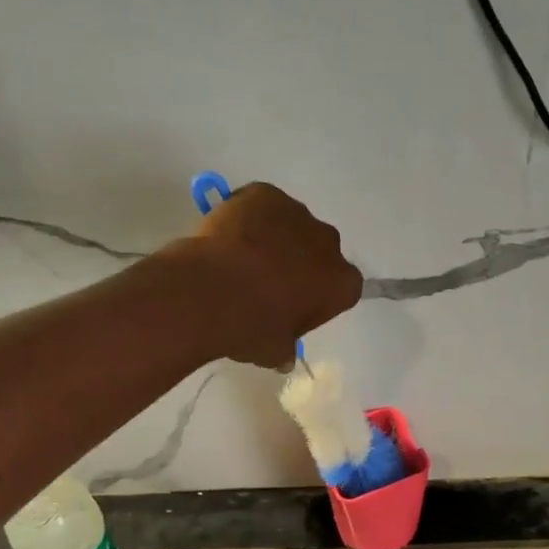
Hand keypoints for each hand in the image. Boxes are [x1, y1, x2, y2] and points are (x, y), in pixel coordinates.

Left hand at [179, 182, 362, 368]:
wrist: (207, 293)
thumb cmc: (250, 328)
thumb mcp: (274, 351)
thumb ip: (285, 349)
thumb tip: (283, 355)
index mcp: (341, 283)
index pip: (340, 289)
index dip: (317, 299)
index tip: (293, 310)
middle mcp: (329, 243)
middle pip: (319, 252)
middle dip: (300, 264)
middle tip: (266, 285)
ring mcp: (297, 212)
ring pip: (290, 226)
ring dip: (274, 240)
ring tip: (241, 261)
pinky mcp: (265, 193)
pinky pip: (262, 205)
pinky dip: (249, 217)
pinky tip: (228, 238)